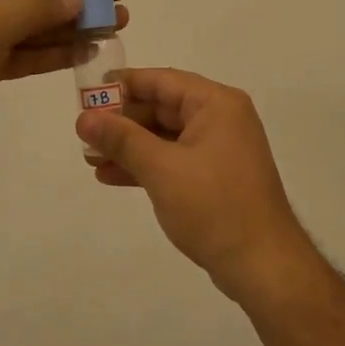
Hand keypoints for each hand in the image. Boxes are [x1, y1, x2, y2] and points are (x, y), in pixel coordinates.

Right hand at [75, 68, 313, 297]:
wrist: (262, 265)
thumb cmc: (214, 207)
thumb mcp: (162, 169)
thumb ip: (121, 139)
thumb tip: (83, 117)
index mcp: (216, 104)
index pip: (161, 80)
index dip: (122, 85)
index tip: (85, 93)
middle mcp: (221, 119)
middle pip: (162, 107)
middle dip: (121, 121)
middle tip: (83, 133)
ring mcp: (219, 150)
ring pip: (164, 137)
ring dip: (128, 146)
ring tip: (89, 158)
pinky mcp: (214, 177)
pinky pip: (173, 160)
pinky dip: (145, 166)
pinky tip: (111, 176)